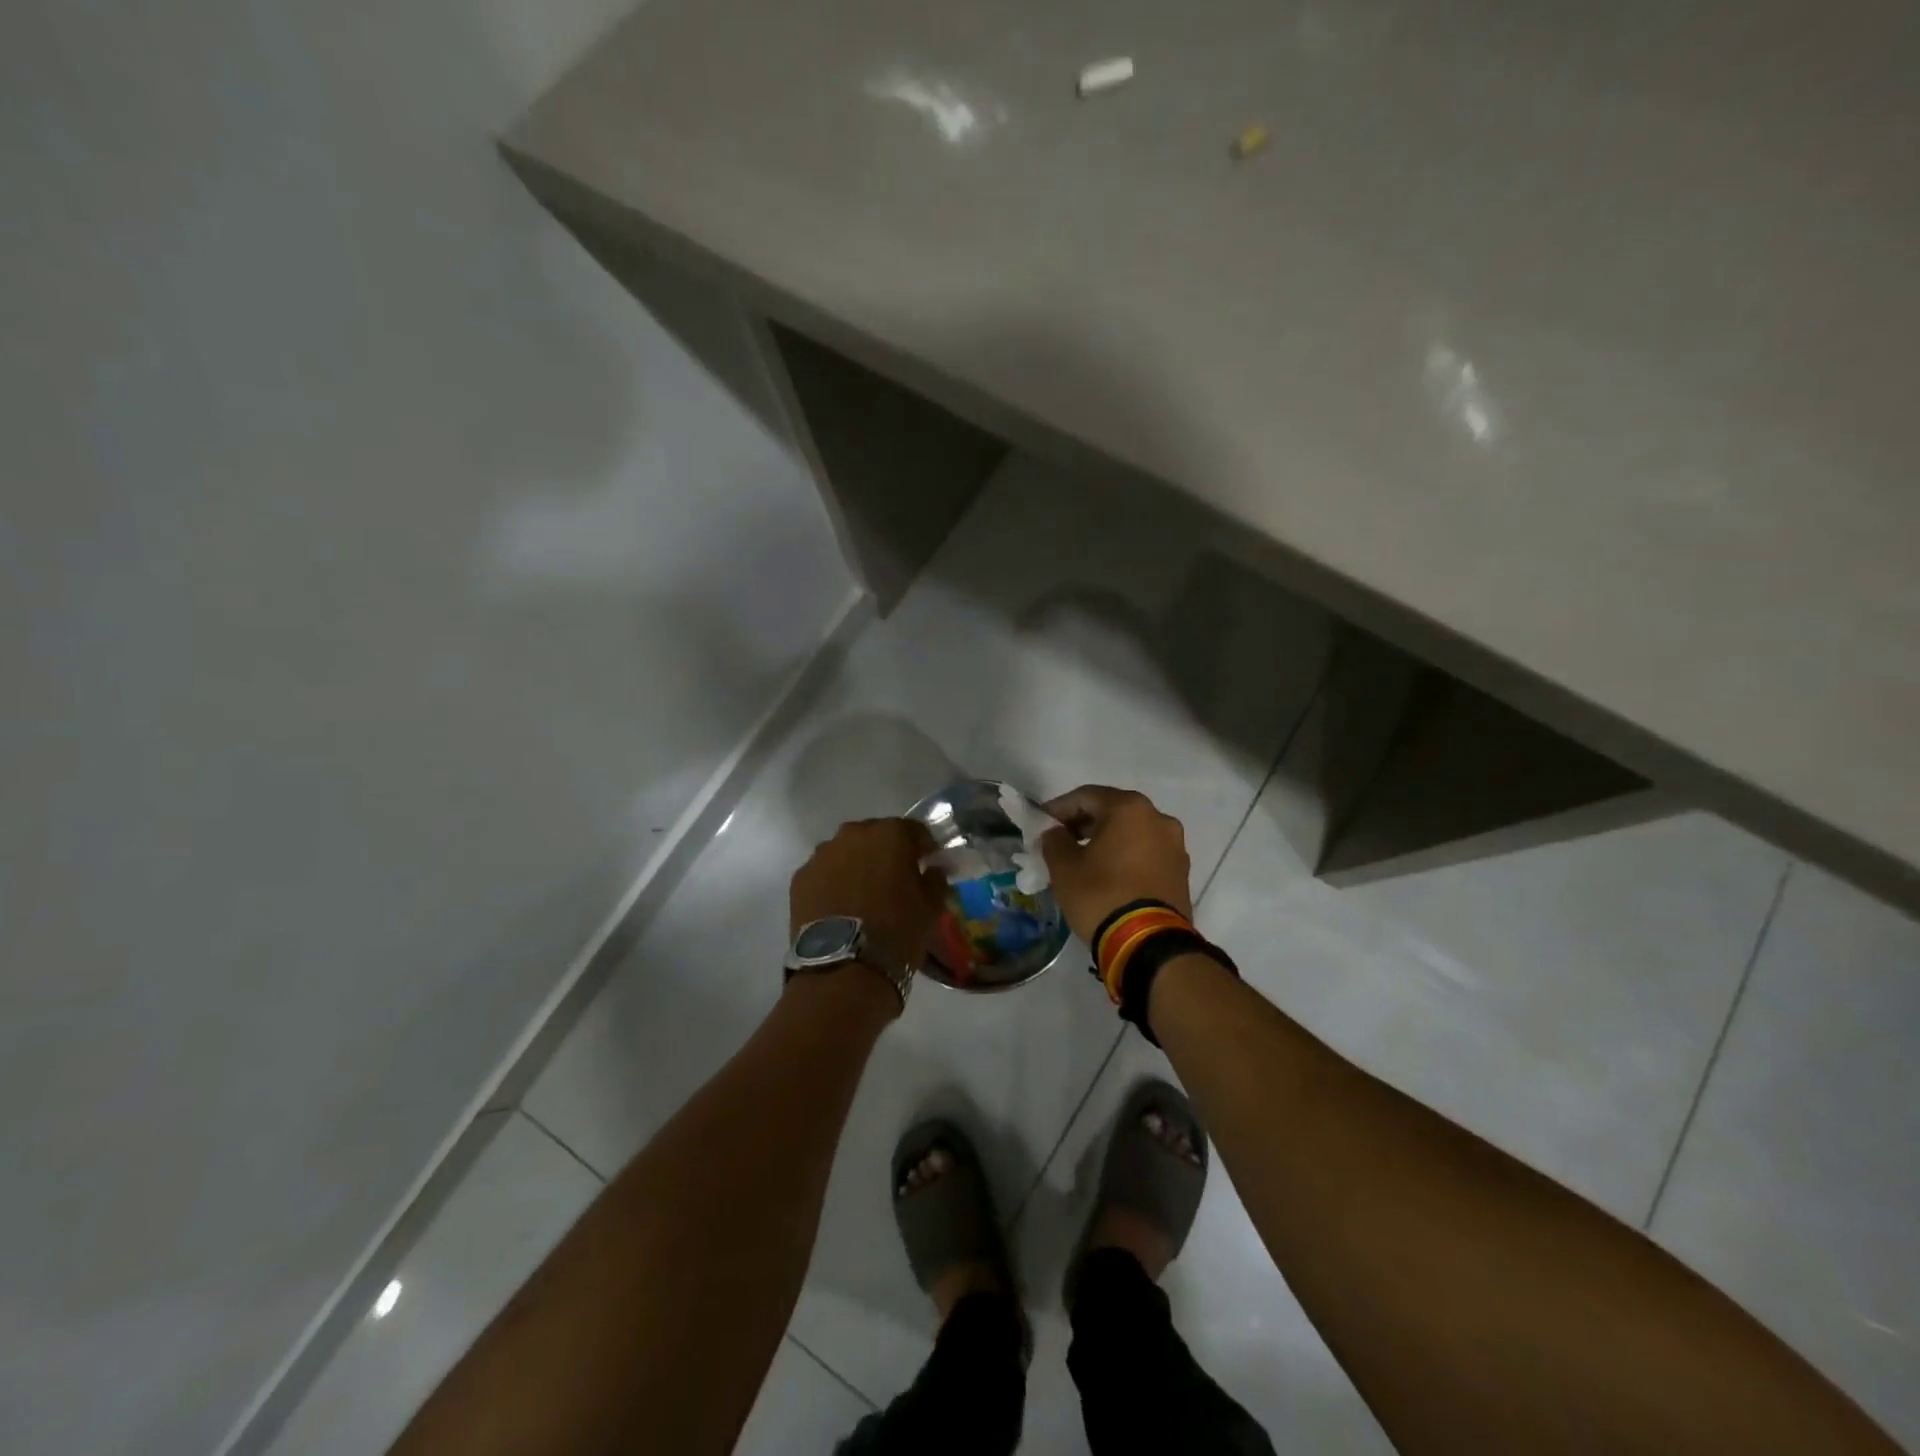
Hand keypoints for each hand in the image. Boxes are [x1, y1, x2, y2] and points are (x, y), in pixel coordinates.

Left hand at [790, 818, 945, 976]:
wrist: (845, 967)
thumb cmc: (897, 932)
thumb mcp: (931, 907)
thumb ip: (935, 879)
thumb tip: (933, 869)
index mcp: (891, 834)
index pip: (914, 831)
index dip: (923, 848)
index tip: (928, 865)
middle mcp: (854, 833)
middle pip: (876, 836)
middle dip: (886, 853)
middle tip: (894, 880)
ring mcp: (823, 854)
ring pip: (846, 852)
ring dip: (857, 865)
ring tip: (863, 895)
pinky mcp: (801, 877)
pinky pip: (824, 872)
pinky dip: (833, 882)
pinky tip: (840, 907)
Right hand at [1040, 786, 1192, 944]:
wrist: (1148, 944)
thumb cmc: (1101, 896)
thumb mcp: (1064, 868)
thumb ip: (1054, 841)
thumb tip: (1056, 833)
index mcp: (1129, 808)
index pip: (1086, 796)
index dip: (1059, 808)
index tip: (1041, 825)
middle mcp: (1158, 818)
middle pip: (1112, 810)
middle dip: (1084, 823)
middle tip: (1060, 841)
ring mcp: (1174, 845)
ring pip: (1132, 832)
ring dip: (1106, 840)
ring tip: (1083, 860)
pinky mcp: (1181, 871)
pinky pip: (1146, 852)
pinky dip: (1126, 856)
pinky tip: (1108, 874)